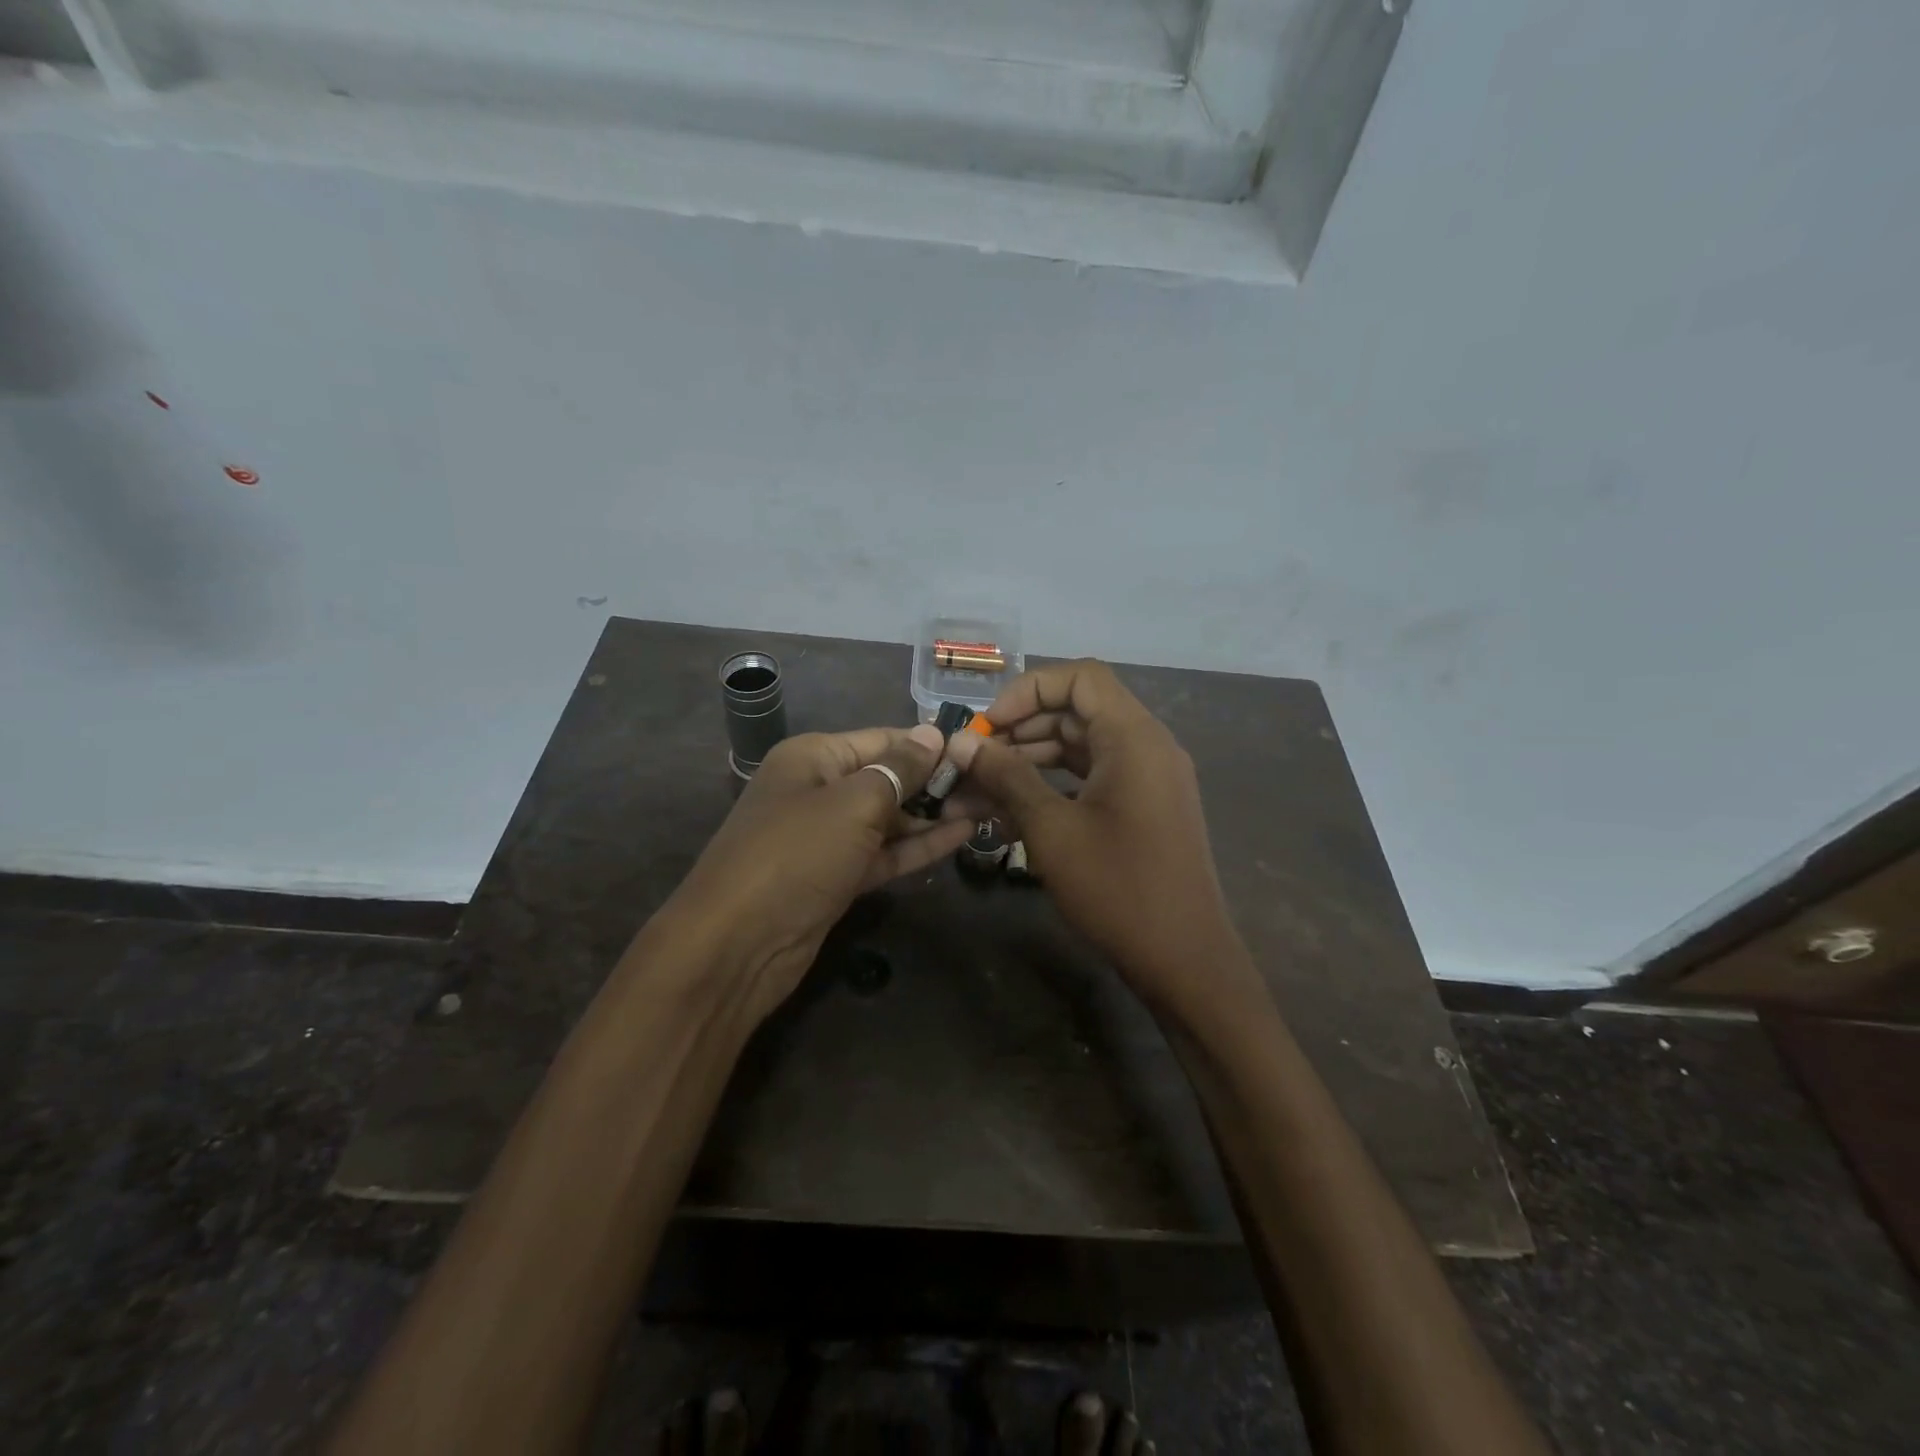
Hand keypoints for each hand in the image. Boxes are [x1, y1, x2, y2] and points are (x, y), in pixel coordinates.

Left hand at [662, 724, 971, 1020]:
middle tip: (994, 784)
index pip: (883, 739)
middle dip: (937, 781)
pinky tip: (962, 835)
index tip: (979, 750)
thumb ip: (899, 769)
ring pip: (890, 818)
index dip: (929, 745)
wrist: (738, 945)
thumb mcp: (853, 803)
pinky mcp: (838, 877)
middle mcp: (820, 790)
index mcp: (814, 758)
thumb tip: (934, 734)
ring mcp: (828, 837)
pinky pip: (884, 852)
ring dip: (935, 814)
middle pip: (888, 777)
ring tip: (989, 807)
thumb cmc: (796, 854)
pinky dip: (919, 844)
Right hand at [945, 661, 1262, 1016]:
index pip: (1080, 677)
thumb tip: (960, 743)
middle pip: (1078, 711)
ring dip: (1031, 759)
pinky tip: (1013, 809)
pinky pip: (1093, 777)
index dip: (1027, 690)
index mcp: (1134, 737)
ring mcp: (1148, 778)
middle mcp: (1147, 746)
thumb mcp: (1051, 829)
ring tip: (981, 787)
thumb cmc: (1117, 888)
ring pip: (1082, 746)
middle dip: (1021, 729)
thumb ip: (1006, 776)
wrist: (1184, 960)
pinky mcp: (1143, 808)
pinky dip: (1054, 784)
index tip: (988, 727)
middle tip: (975, 761)